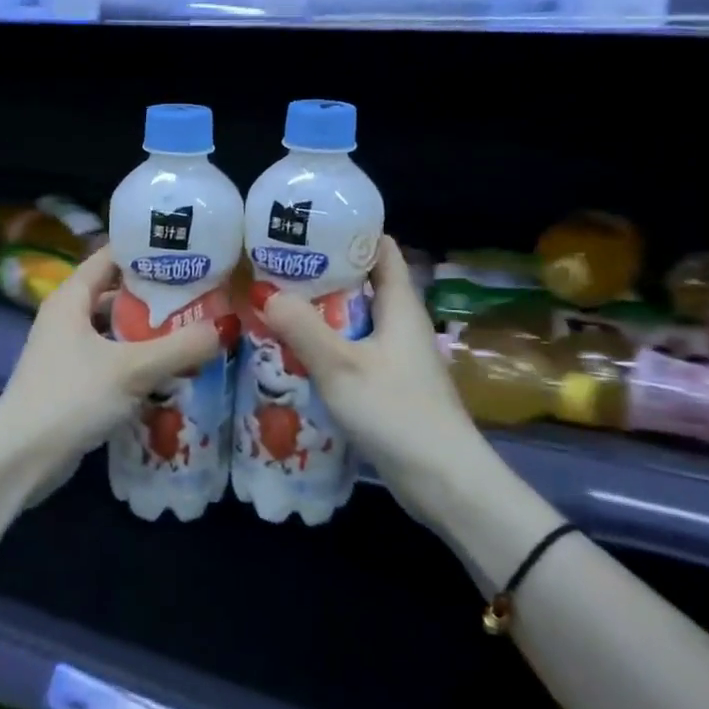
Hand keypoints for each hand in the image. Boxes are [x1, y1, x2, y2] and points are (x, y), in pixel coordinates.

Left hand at [0, 246, 222, 501]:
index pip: (111, 255)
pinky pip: (113, 360)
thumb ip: (181, 347)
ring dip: (150, 331)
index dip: (147, 250)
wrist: (20, 459)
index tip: (188, 250)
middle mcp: (67, 318)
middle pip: (117, 293)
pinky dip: (139, 360)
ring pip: (116, 330)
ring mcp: (68, 352)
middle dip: (157, 294)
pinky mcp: (74, 382)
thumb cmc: (71, 397)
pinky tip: (171, 371)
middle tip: (202, 292)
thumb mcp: (132, 369)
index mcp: (71, 298)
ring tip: (194, 329)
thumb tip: (227, 326)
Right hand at [257, 236, 483, 519]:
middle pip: (362, 284)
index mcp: (400, 306)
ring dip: (320, 313)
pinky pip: (354, 352)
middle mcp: (401, 324)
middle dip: (322, 274)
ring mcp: (397, 357)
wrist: (443, 481)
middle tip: (275, 268)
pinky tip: (295, 355)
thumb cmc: (397, 412)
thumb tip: (265, 293)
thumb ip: (303, 328)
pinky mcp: (389, 385)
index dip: (349, 232)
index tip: (307, 228)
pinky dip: (327, 346)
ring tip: (275, 306)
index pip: (381, 249)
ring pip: (355, 321)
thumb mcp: (342, 367)